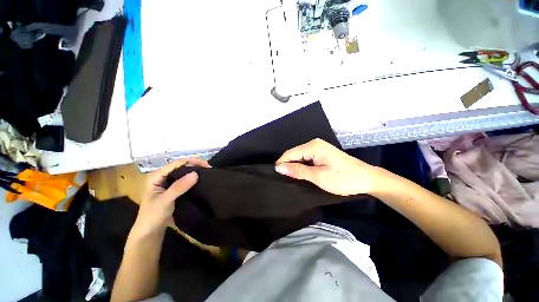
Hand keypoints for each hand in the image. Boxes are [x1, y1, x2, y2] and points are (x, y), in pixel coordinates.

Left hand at [130, 158, 209, 238]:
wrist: (149, 232)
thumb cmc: (153, 216)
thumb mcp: (165, 201)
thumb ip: (179, 187)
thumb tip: (196, 173)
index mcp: (156, 176)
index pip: (177, 163)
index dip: (193, 162)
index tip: (207, 165)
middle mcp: (162, 176)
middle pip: (181, 166)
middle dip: (195, 165)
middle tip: (209, 169)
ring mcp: (167, 182)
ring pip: (183, 172)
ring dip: (195, 171)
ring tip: (207, 172)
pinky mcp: (172, 188)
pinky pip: (184, 180)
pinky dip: (193, 178)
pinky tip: (200, 180)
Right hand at [275, 139, 380, 195]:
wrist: (367, 179)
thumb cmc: (343, 178)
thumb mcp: (318, 176)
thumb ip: (298, 171)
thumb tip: (279, 168)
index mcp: (313, 146)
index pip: (290, 153)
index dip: (281, 163)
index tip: (275, 175)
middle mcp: (314, 143)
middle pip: (294, 154)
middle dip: (288, 165)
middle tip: (282, 179)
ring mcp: (319, 148)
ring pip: (300, 156)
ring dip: (295, 166)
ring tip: (289, 178)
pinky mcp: (322, 153)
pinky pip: (306, 158)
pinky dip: (302, 166)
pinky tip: (300, 173)